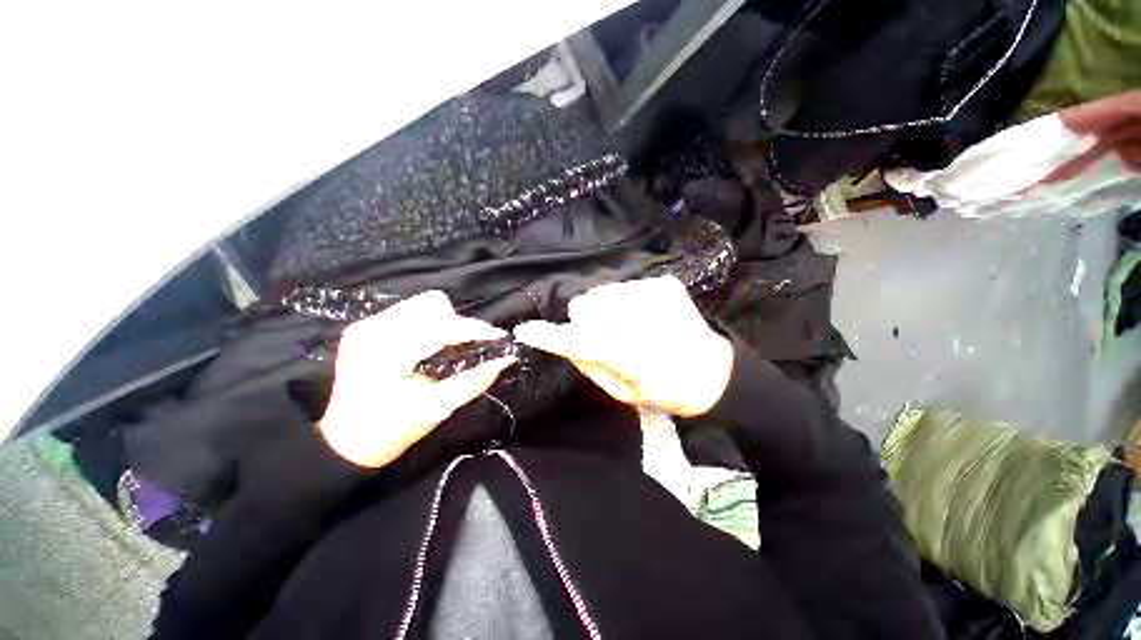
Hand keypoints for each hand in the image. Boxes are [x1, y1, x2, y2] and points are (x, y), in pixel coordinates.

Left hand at [318, 291, 514, 467]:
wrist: (345, 441)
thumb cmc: (392, 430)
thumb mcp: (438, 408)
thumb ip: (474, 381)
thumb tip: (505, 359)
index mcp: (388, 353)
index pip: (442, 325)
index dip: (475, 329)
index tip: (499, 338)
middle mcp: (374, 329)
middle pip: (434, 306)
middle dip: (459, 325)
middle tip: (471, 348)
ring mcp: (367, 325)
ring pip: (422, 305)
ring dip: (444, 323)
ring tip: (452, 347)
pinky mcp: (365, 326)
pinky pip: (410, 312)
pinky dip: (429, 325)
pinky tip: (430, 347)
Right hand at [514, 276, 732, 416]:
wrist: (714, 369)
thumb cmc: (667, 389)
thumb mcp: (625, 394)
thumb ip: (592, 367)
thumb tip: (568, 342)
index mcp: (637, 356)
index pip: (585, 342)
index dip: (553, 336)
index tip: (527, 331)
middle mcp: (645, 317)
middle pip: (588, 305)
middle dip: (588, 322)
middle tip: (607, 339)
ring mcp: (656, 293)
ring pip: (603, 294)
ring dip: (605, 311)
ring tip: (628, 328)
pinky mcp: (664, 282)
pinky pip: (623, 288)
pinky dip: (623, 303)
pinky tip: (643, 318)